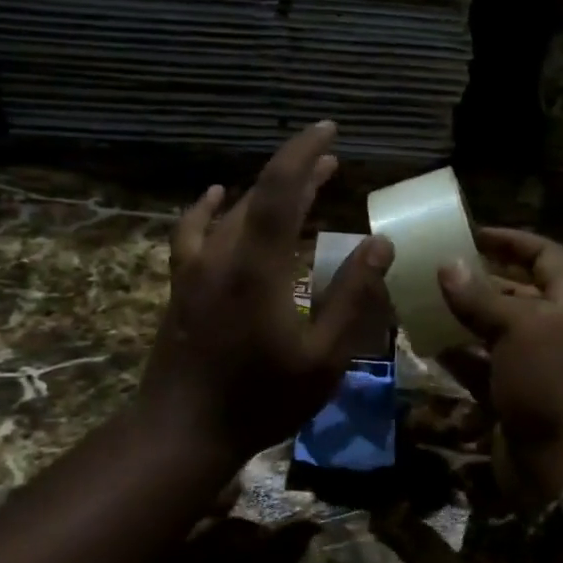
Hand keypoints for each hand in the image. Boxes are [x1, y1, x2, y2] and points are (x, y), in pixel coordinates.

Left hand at [138, 122, 395, 465]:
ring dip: (265, 190)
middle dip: (297, 171)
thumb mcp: (323, 358)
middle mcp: (222, 253)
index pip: (281, 188)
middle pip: (259, 194)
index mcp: (258, 266)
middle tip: (331, 159)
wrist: (182, 430)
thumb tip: (380, 245)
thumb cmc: (260, 398)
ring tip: (298, 182)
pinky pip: (193, 231)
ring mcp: (195, 267)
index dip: (305, 153)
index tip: (329, 131)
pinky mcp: (181, 283)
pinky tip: (215, 198)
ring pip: (231, 210)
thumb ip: (352, 297)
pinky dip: (209, 209)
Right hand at [436, 228, 562, 502]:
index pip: (546, 255)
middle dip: (479, 279)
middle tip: (437, 268)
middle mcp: (553, 329)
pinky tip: (428, 344)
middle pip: (516, 292)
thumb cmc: (548, 383)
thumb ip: (480, 296)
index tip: (473, 233)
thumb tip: (448, 265)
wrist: (561, 467)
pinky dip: (457, 354)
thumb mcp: (516, 329)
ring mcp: (533, 364)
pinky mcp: (512, 394)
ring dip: (462, 316)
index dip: (513, 240)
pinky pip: (480, 365)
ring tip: (423, 301)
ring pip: (493, 329)